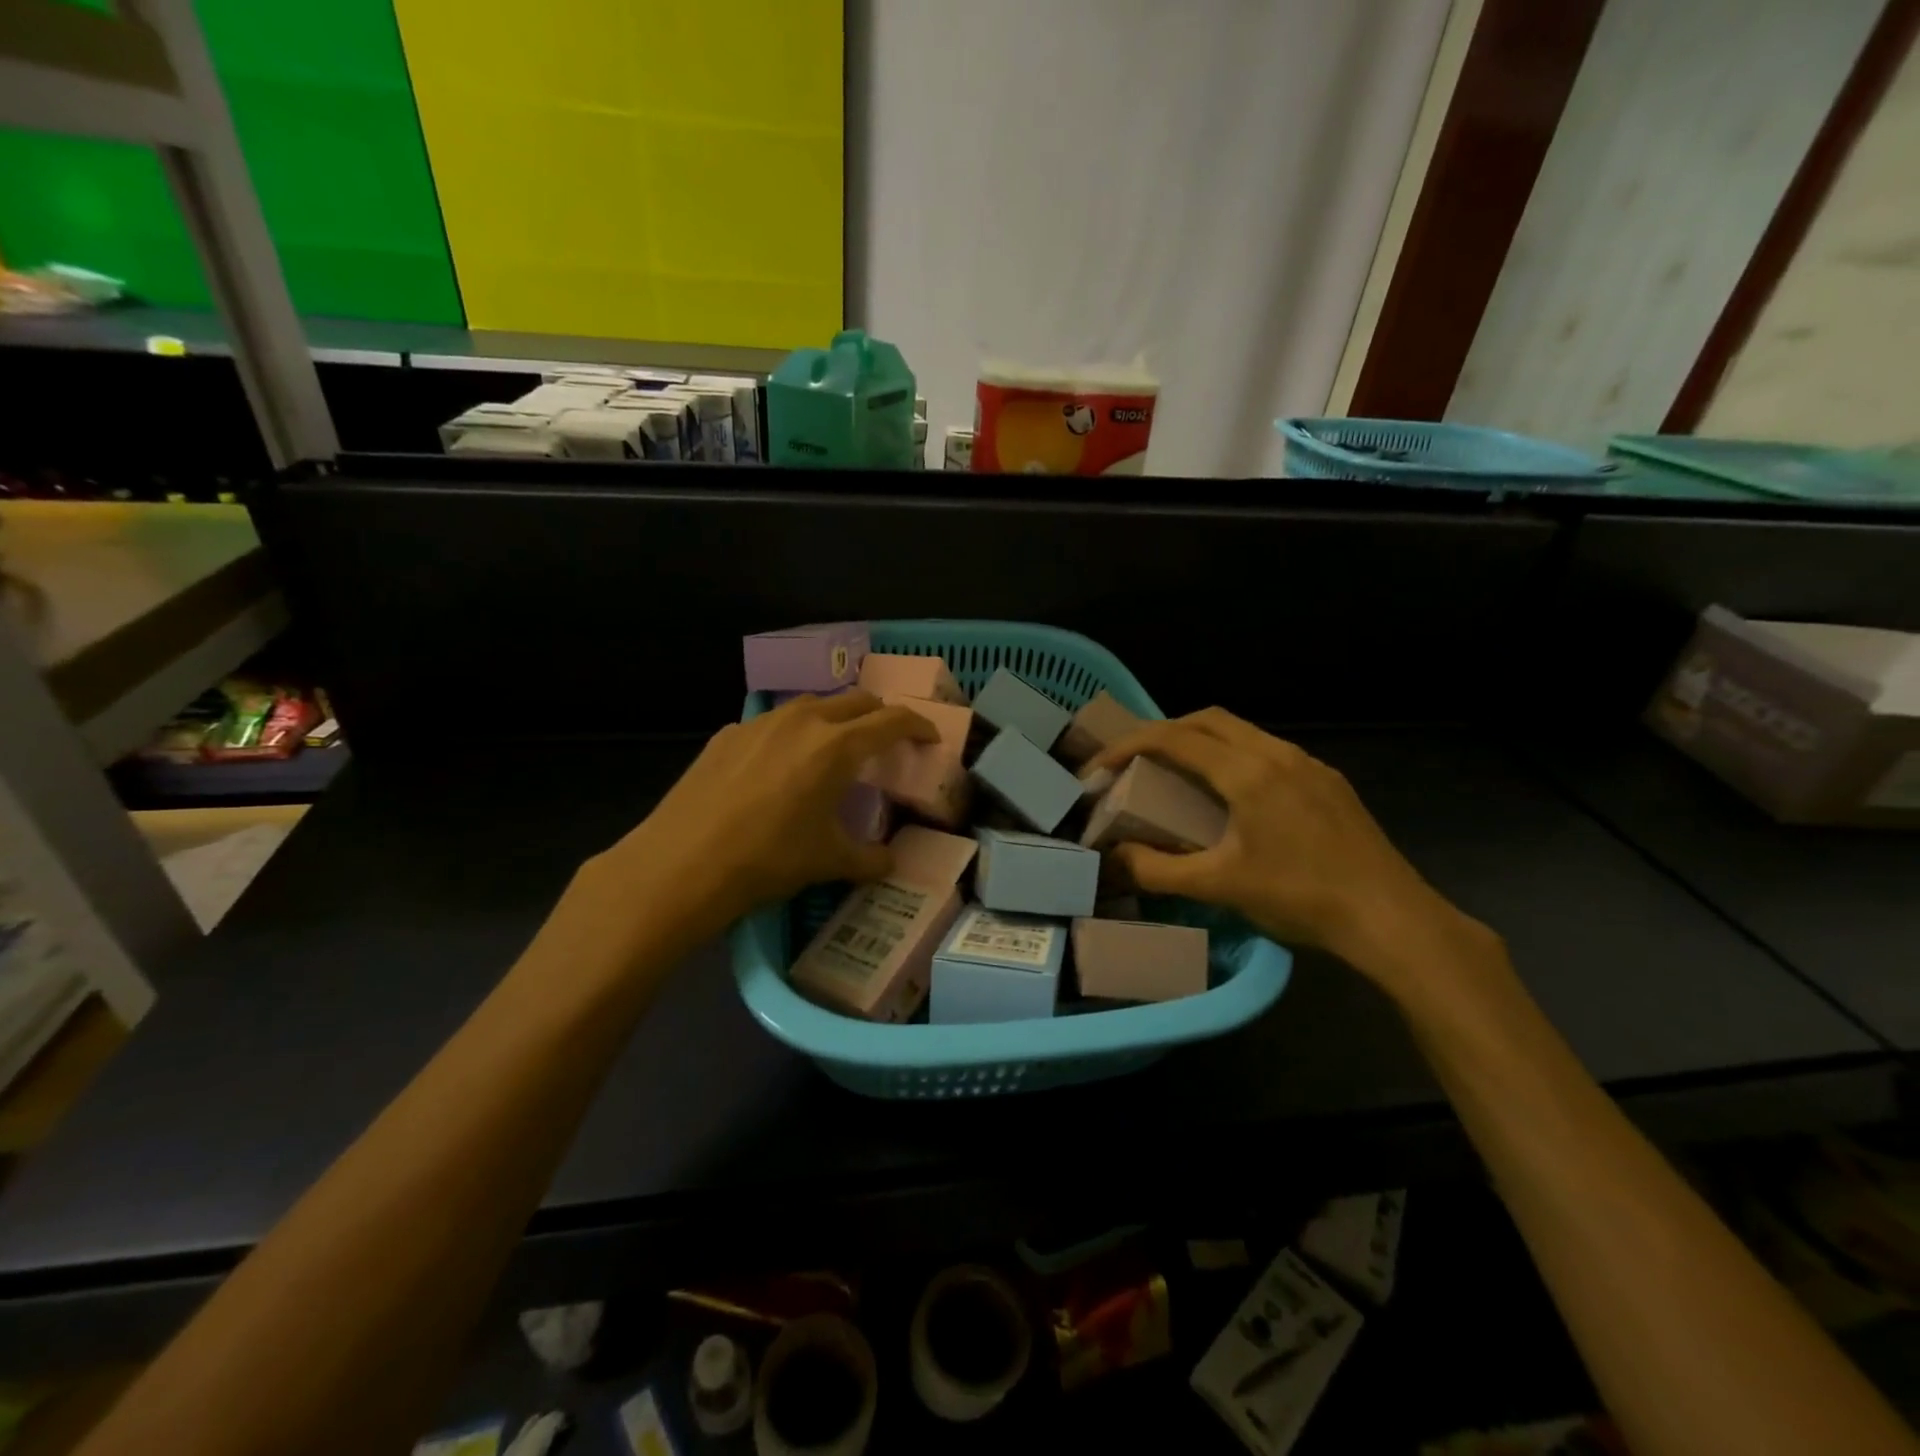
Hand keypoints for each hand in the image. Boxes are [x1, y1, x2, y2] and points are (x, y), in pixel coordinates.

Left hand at [555, 693, 936, 973]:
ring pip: (813, 705)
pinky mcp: (728, 734)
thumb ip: (870, 858)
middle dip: (879, 716)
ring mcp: (760, 723)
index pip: (892, 720)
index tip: (930, 737)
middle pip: (856, 701)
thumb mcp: (828, 861)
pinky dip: (793, 734)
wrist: (681, 862)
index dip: (919, 725)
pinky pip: (773, 723)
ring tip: (835, 748)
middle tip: (886, 741)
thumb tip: (890, 862)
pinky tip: (780, 766)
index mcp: (837, 747)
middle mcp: (803, 721)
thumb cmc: (768, 859)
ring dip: (835, 719)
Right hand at [1088, 709, 1495, 996]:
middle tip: (1136, 761)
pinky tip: (1233, 796)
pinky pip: (1268, 751)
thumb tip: (1111, 858)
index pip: (1174, 738)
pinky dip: (1234, 757)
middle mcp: (1277, 753)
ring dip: (1202, 741)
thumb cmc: (1301, 897)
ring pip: (1242, 732)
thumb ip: (1157, 870)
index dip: (1129, 744)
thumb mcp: (1219, 887)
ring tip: (1178, 775)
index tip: (1100, 765)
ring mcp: (1309, 764)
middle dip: (1165, 731)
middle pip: (1209, 719)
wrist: (1391, 918)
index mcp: (1247, 772)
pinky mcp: (1328, 782)